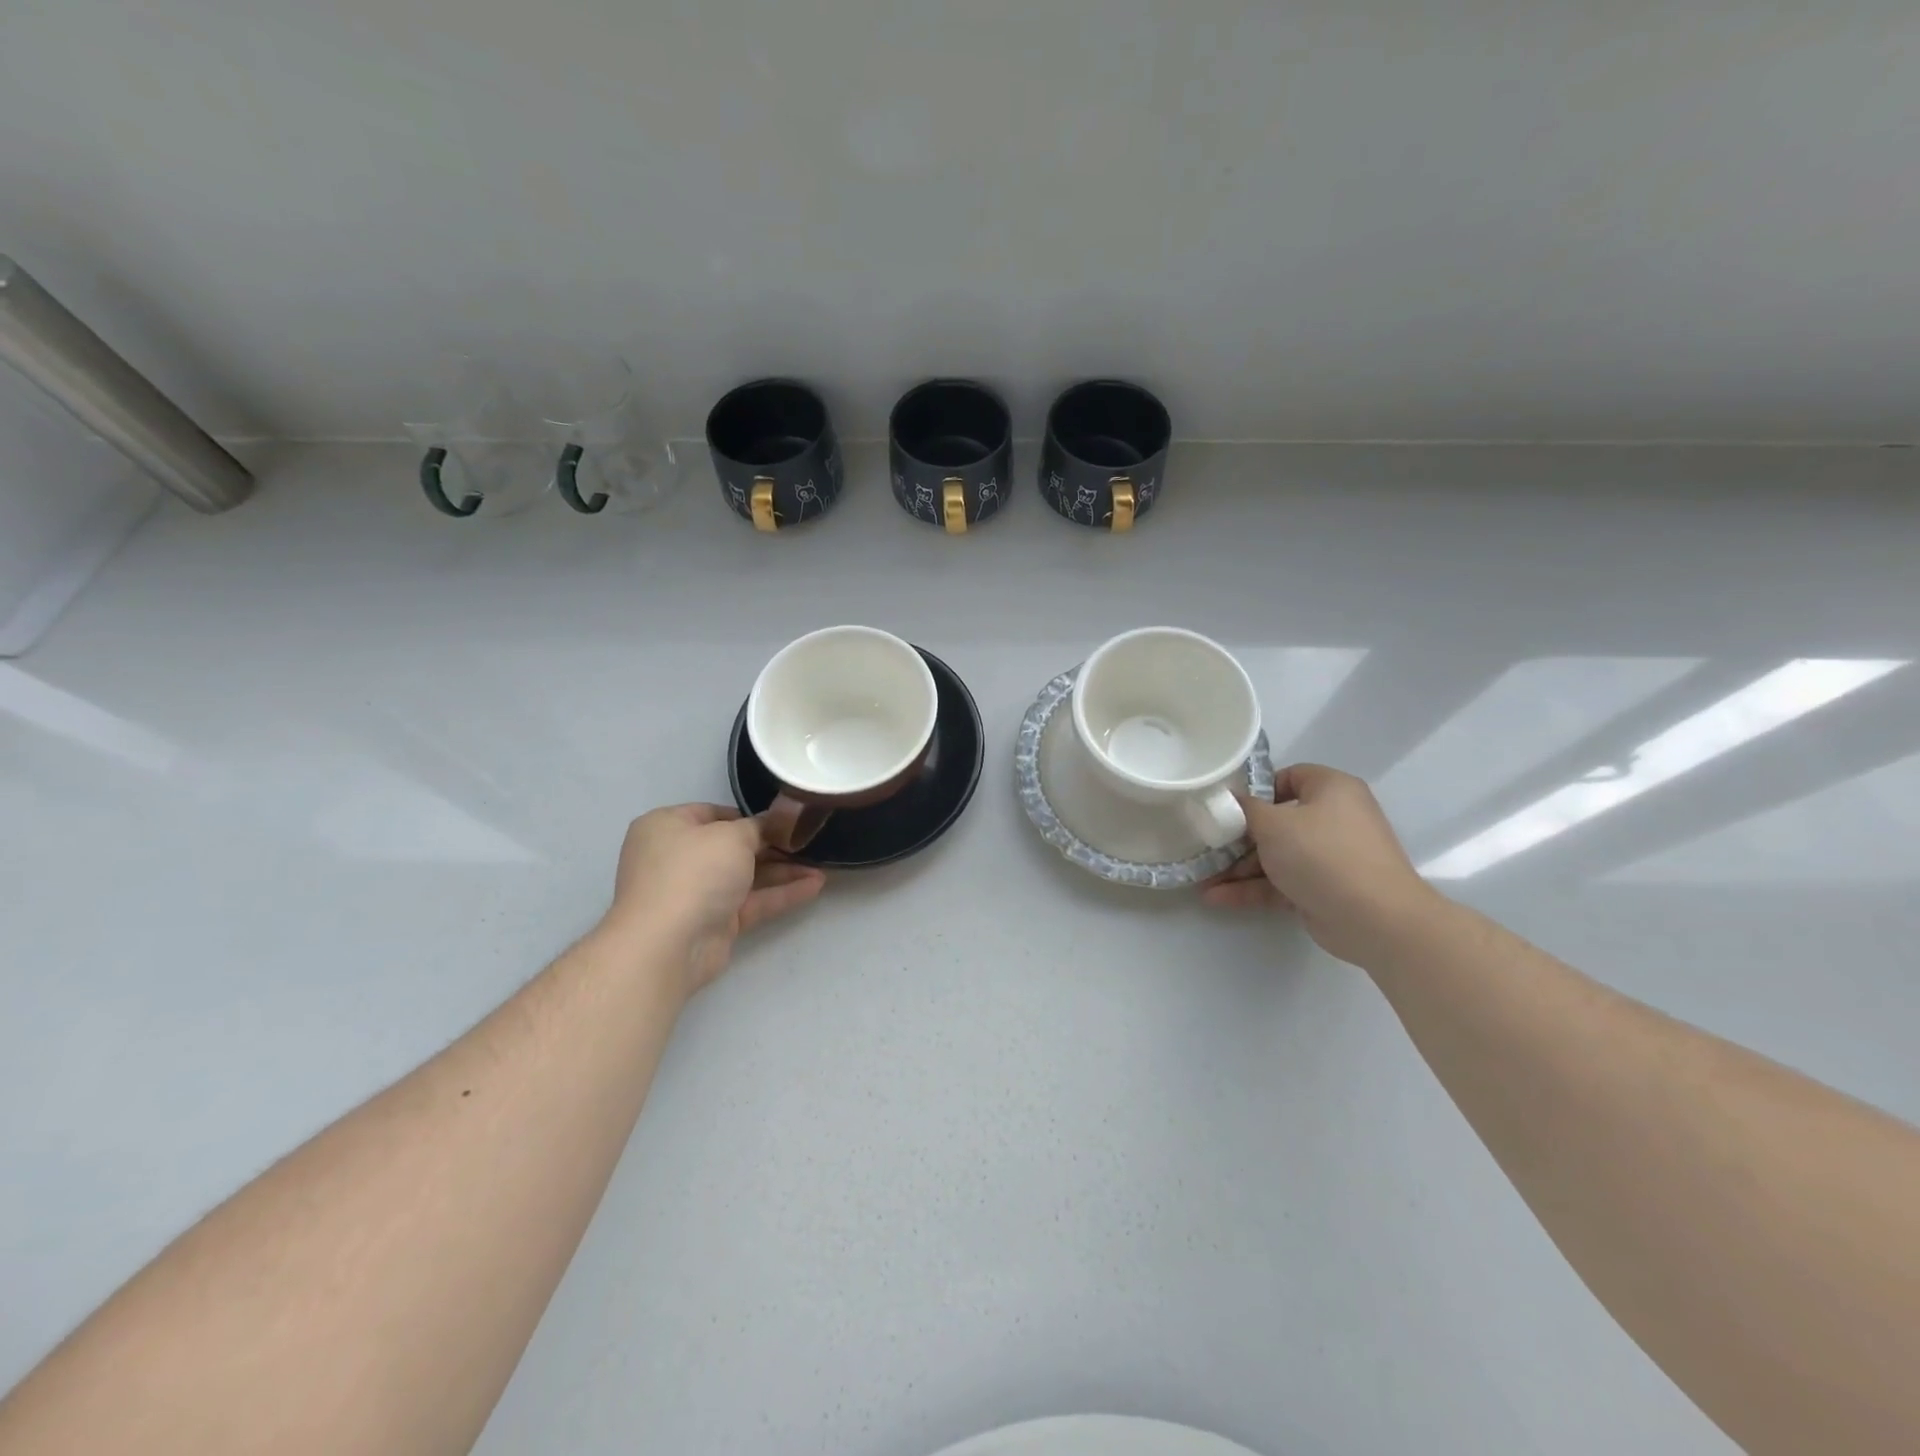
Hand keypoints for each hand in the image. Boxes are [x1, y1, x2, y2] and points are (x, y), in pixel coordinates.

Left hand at [602, 804, 825, 995]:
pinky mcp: (714, 922)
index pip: (713, 814)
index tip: (784, 819)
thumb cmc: (694, 872)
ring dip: (783, 871)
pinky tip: (814, 886)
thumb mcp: (731, 836)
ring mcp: (695, 892)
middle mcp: (678, 857)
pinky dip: (781, 894)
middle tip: (809, 841)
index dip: (749, 815)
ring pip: (746, 876)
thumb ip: (757, 827)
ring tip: (822, 864)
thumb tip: (771, 824)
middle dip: (772, 845)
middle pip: (732, 846)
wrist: (668, 945)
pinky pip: (752, 902)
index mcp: (667, 827)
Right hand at [1203, 764, 1445, 966]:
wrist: (1374, 918)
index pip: (1290, 777)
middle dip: (1237, 837)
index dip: (1257, 789)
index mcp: (1331, 790)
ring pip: (1276, 856)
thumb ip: (1244, 809)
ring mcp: (1329, 857)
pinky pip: (1281, 882)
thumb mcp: (1273, 824)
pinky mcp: (1322, 890)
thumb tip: (1229, 799)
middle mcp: (1333, 819)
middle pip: (1277, 821)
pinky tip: (1216, 897)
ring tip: (1202, 878)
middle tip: (1206, 845)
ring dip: (1238, 868)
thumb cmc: (1322, 854)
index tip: (1227, 805)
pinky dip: (1252, 889)